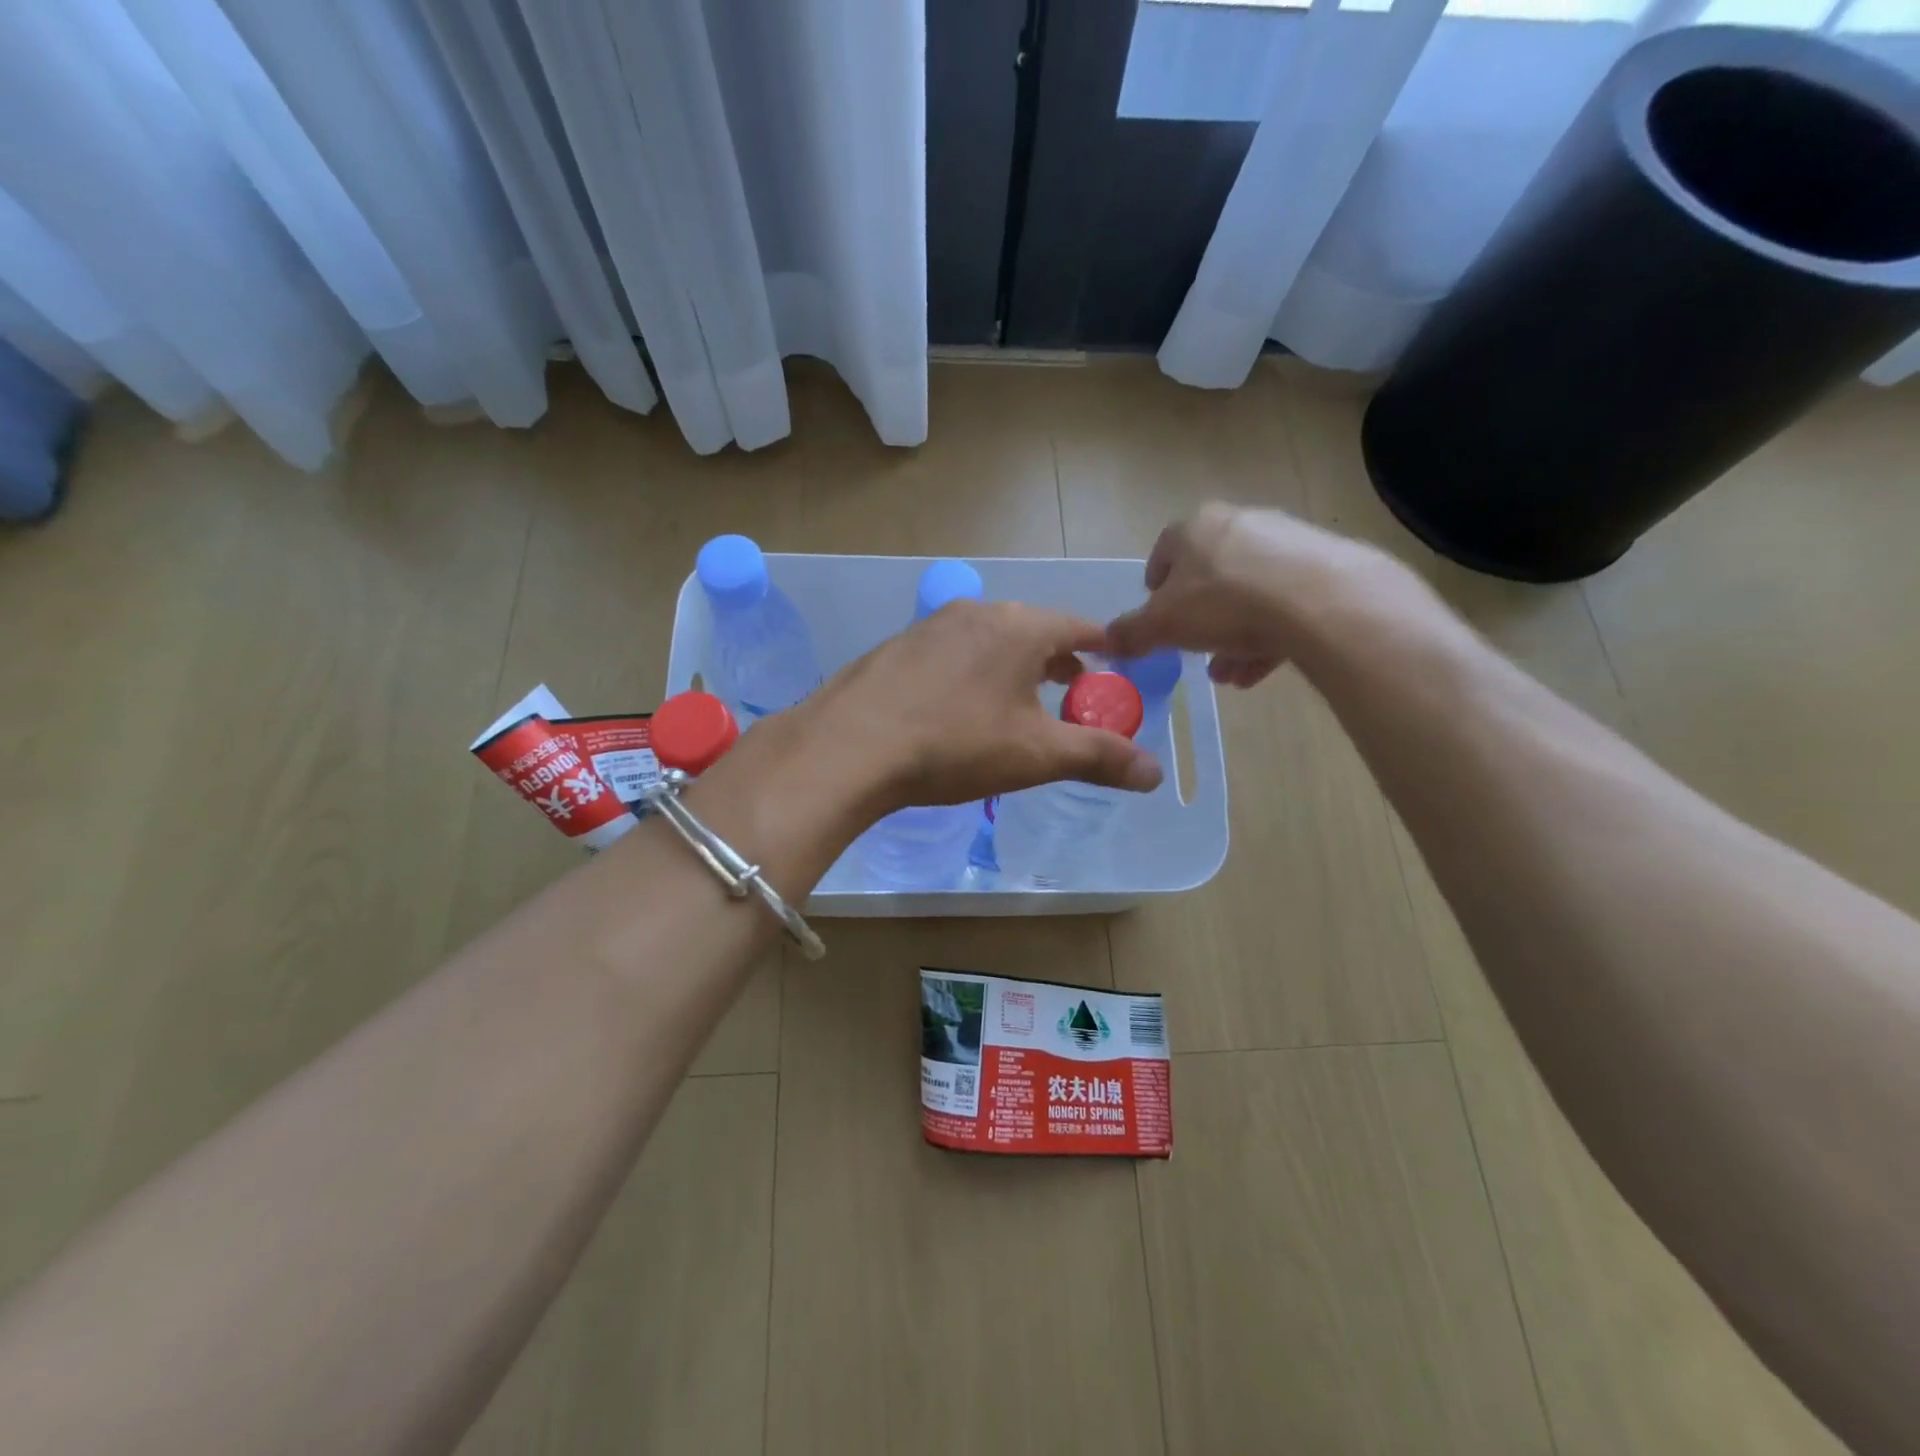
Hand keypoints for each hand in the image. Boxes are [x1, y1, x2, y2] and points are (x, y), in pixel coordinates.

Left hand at [792, 600, 1163, 816]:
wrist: (850, 746)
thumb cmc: (956, 744)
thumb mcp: (1036, 755)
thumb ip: (1099, 757)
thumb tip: (1155, 773)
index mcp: (1020, 626)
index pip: (1078, 626)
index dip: (1102, 647)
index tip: (1115, 665)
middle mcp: (977, 612)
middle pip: (1033, 629)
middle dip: (1057, 658)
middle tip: (1072, 688)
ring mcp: (930, 626)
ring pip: (989, 639)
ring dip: (1012, 664)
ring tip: (1018, 699)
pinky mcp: (897, 647)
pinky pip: (951, 653)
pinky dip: (970, 671)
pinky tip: (957, 706)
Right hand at [1105, 503, 1423, 688]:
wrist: (1318, 600)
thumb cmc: (1222, 603)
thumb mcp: (1162, 626)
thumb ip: (1131, 633)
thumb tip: (1103, 641)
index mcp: (1193, 528)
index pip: (1163, 554)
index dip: (1156, 591)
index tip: (1158, 622)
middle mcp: (1237, 523)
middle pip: (1208, 576)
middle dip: (1198, 620)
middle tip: (1194, 652)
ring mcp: (1284, 540)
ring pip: (1247, 593)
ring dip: (1232, 635)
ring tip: (1227, 674)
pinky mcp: (1321, 564)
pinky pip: (1283, 602)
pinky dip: (1267, 634)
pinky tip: (1258, 670)